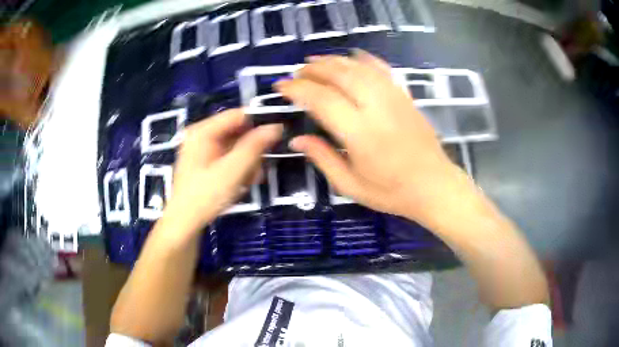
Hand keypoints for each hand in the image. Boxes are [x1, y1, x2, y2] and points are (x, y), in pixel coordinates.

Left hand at [162, 109, 281, 234]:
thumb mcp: (233, 170)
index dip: (258, 123)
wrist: (185, 223)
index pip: (237, 115)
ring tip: (249, 181)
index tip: (277, 138)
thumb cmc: (206, 195)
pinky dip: (238, 169)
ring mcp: (203, 151)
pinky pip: (228, 159)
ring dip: (247, 163)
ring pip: (235, 147)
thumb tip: (276, 126)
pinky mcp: (205, 164)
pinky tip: (241, 184)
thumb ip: (254, 146)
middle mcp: (202, 136)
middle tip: (259, 169)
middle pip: (237, 132)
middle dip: (252, 151)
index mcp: (203, 131)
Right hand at [276, 52, 468, 226]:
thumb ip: (322, 158)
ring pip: (359, 67)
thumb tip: (296, 140)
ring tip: (316, 61)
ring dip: (334, 60)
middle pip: (340, 75)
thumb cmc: (392, 192)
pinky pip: (382, 69)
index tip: (281, 86)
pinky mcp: (405, 96)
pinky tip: (352, 57)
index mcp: (360, 134)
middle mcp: (377, 108)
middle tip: (297, 72)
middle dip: (313, 69)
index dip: (297, 89)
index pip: (321, 100)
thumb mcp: (351, 186)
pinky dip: (364, 59)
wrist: (435, 186)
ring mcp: (394, 98)